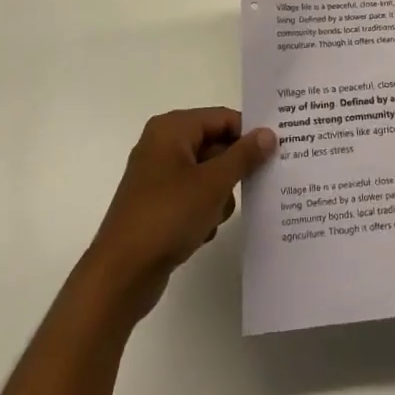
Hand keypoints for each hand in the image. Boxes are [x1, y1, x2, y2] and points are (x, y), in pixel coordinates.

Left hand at [81, 108, 276, 321]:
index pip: (223, 118)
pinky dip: (203, 210)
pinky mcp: (156, 203)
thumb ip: (244, 155)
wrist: (120, 276)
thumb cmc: (168, 217)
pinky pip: (192, 195)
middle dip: (233, 170)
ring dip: (219, 195)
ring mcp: (157, 176)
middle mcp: (162, 144)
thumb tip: (269, 133)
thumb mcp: (214, 183)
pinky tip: (203, 231)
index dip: (249, 135)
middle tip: (254, 189)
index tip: (274, 155)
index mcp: (172, 129)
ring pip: (207, 173)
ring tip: (215, 217)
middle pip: (215, 145)